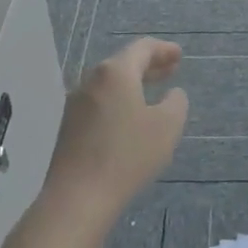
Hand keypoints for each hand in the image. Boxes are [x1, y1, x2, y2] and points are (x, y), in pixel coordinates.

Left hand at [43, 39, 188, 230]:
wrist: (77, 199)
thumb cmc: (127, 156)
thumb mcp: (167, 127)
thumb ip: (176, 103)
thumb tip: (172, 94)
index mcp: (115, 72)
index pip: (142, 48)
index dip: (163, 50)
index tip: (179, 55)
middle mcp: (92, 80)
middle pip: (124, 63)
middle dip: (149, 65)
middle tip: (170, 70)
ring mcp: (76, 103)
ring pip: (110, 84)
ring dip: (133, 84)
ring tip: (152, 93)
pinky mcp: (69, 127)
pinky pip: (99, 102)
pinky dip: (119, 100)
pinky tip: (129, 118)